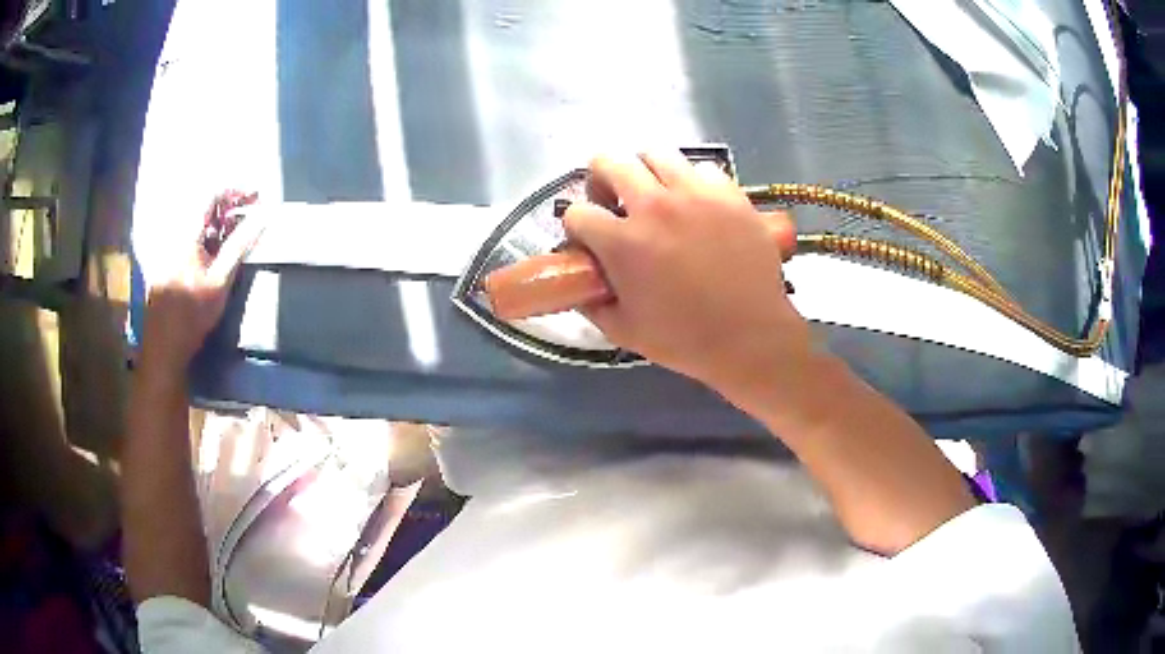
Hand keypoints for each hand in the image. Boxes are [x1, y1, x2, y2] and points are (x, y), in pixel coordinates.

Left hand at [142, 192, 264, 371]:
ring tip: (239, 233)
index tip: (256, 197)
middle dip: (230, 207)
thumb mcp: (220, 280)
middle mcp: (175, 236)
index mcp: (186, 235)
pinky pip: (191, 239)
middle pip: (205, 208)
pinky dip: (209, 237)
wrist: (164, 348)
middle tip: (252, 215)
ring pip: (198, 224)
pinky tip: (218, 253)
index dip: (235, 191)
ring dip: (221, 223)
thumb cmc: (192, 316)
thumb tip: (263, 216)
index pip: (212, 196)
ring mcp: (170, 250)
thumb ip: (239, 245)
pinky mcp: (169, 265)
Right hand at [564, 151, 807, 394]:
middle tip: (615, 203)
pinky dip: (692, 181)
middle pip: (608, 162)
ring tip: (656, 196)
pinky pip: (702, 168)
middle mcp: (655, 206)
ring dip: (646, 172)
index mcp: (624, 243)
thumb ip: (592, 304)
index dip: (578, 228)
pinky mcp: (730, 194)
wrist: (751, 337)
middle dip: (601, 181)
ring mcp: (696, 195)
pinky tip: (697, 204)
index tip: (590, 240)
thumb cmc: (686, 339)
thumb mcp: (624, 331)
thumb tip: (580, 285)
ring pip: (655, 154)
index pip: (577, 212)